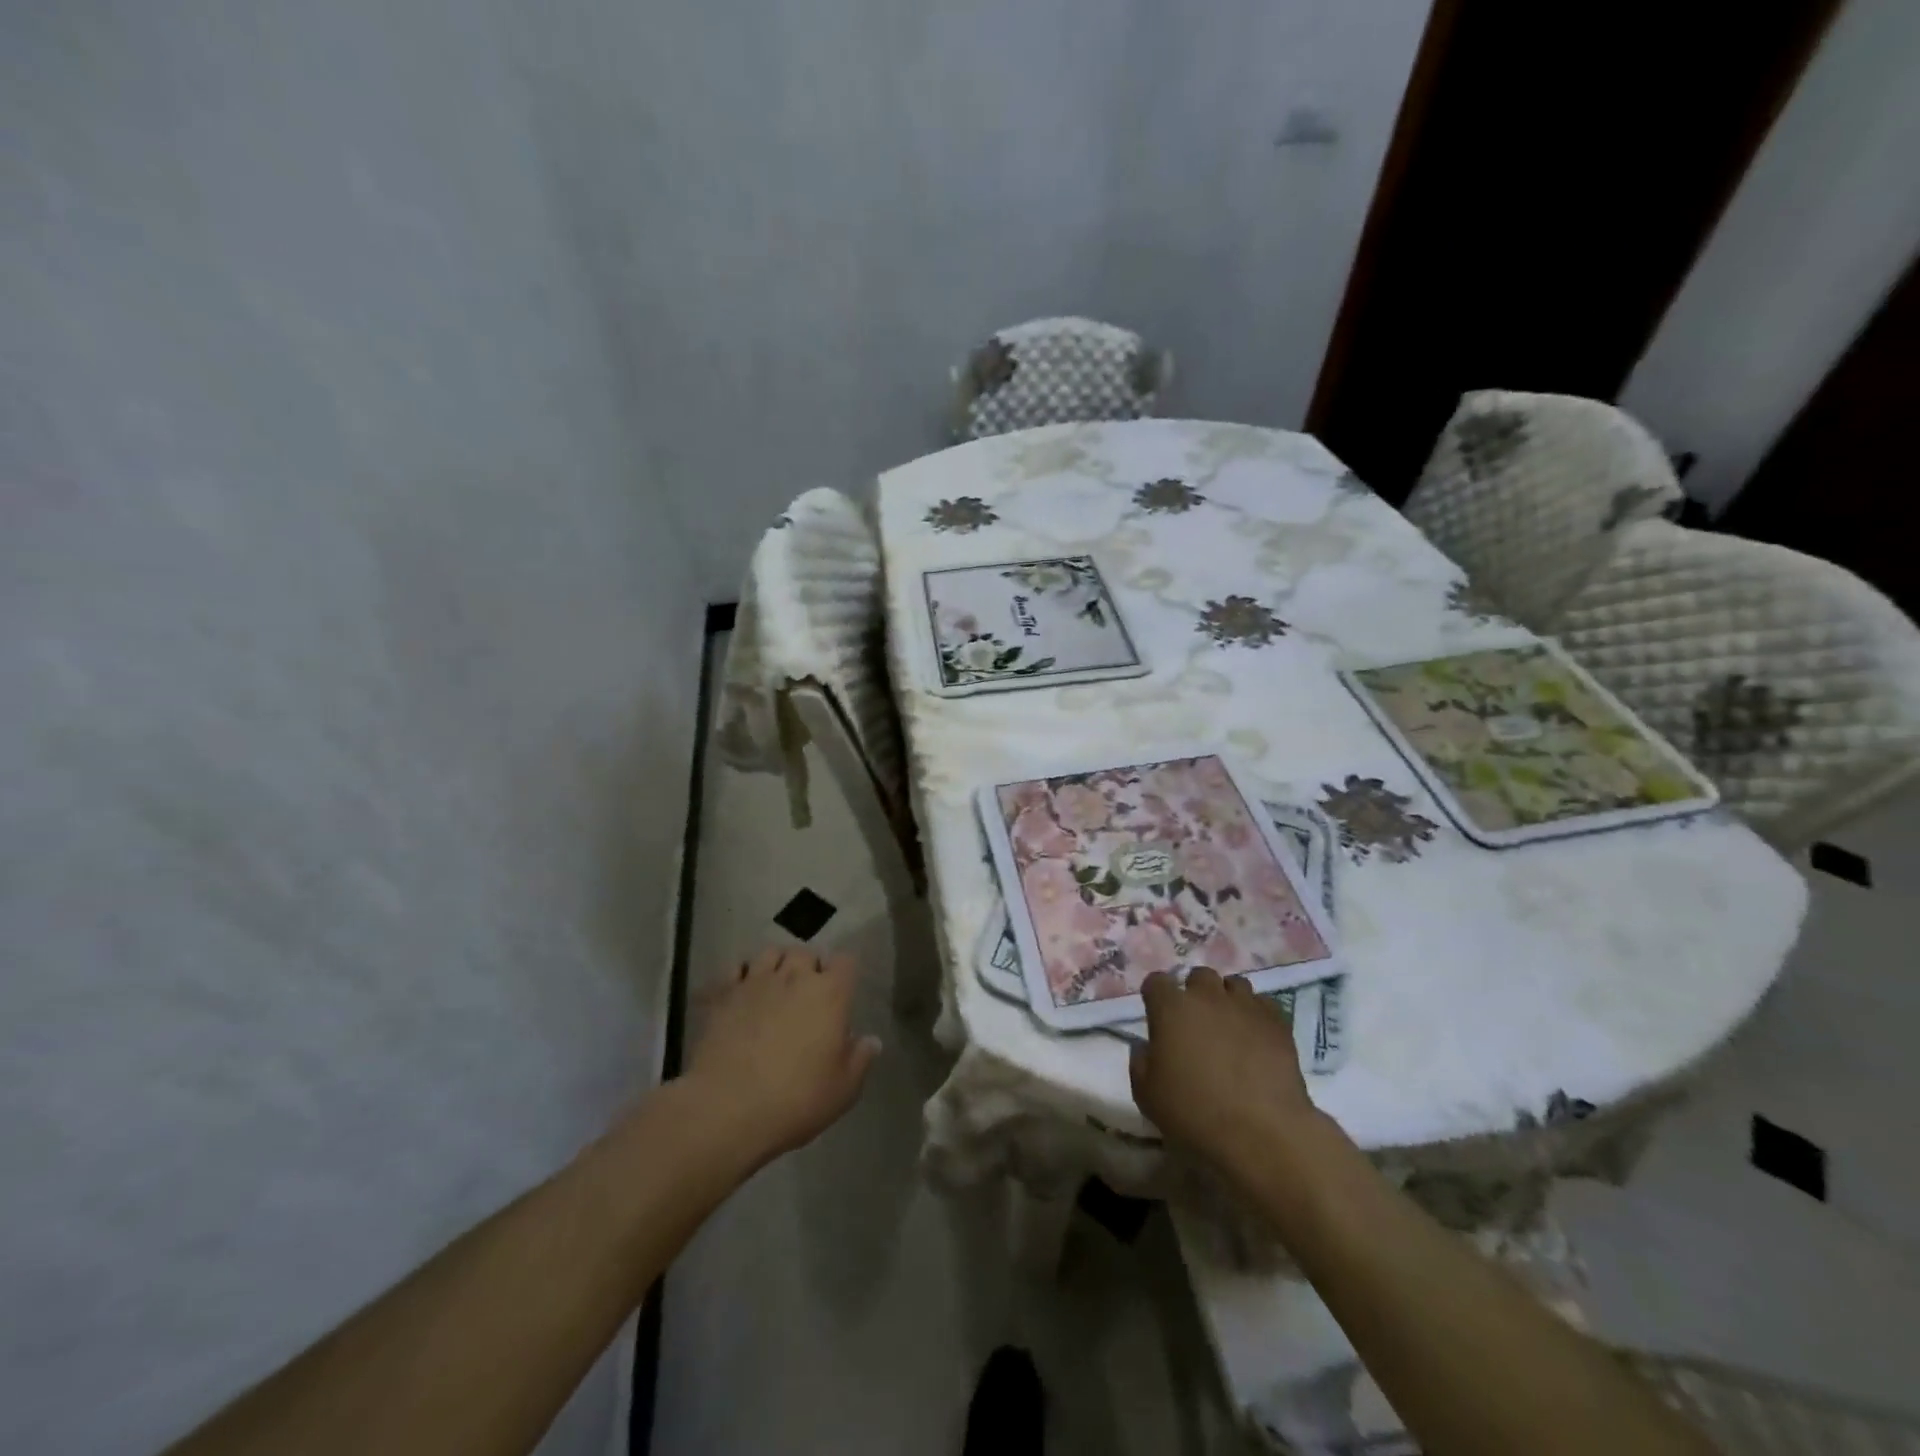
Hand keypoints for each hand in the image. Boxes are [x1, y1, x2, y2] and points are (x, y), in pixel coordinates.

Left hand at [683, 946, 880, 1167]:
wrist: (727, 1108)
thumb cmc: (796, 1099)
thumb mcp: (843, 1089)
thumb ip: (860, 1059)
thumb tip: (871, 1040)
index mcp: (830, 994)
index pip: (845, 961)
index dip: (844, 973)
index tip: (841, 992)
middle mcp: (795, 977)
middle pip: (806, 952)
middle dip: (810, 966)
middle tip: (808, 992)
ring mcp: (756, 982)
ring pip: (771, 953)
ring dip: (778, 964)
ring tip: (776, 985)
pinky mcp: (724, 994)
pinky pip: (736, 968)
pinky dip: (742, 975)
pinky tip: (743, 992)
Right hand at [1128, 968, 1319, 1173]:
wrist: (1260, 1133)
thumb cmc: (1194, 1113)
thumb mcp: (1146, 1094)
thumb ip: (1140, 1061)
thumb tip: (1144, 1046)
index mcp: (1171, 1008)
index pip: (1156, 982)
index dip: (1155, 996)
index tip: (1157, 1016)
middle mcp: (1207, 996)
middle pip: (1199, 976)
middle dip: (1195, 992)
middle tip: (1196, 1022)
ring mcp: (1245, 1006)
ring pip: (1234, 984)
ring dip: (1227, 999)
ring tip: (1229, 1026)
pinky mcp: (1277, 1022)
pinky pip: (1263, 1004)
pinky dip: (1256, 1014)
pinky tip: (1255, 1037)